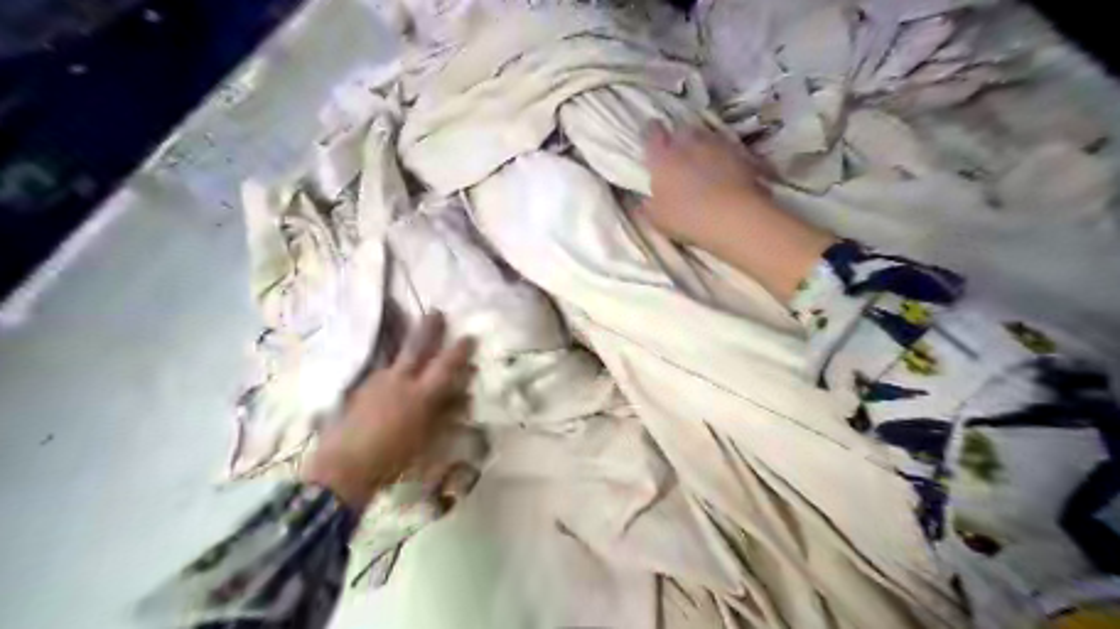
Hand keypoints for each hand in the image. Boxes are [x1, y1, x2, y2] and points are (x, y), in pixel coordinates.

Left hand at [305, 312, 477, 507]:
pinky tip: (393, 378)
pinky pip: (382, 373)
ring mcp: (376, 382)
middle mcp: (399, 380)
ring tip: (414, 338)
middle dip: (429, 328)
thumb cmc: (394, 459)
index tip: (470, 337)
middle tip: (437, 311)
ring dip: (408, 346)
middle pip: (416, 347)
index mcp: (420, 393)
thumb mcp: (428, 439)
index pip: (446, 365)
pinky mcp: (359, 390)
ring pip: (396, 358)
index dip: (460, 350)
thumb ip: (446, 414)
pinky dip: (393, 370)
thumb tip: (465, 397)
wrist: (342, 468)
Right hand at [639, 124, 770, 246]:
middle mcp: (689, 142)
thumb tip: (642, 202)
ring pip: (707, 137)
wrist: (734, 217)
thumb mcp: (657, 219)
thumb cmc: (687, 218)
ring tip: (705, 163)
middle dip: (680, 139)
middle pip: (682, 130)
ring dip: (704, 146)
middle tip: (679, 155)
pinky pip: (730, 151)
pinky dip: (727, 158)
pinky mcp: (742, 153)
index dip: (651, 133)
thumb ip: (647, 207)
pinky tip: (728, 173)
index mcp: (663, 156)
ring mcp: (718, 145)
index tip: (652, 137)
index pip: (652, 133)